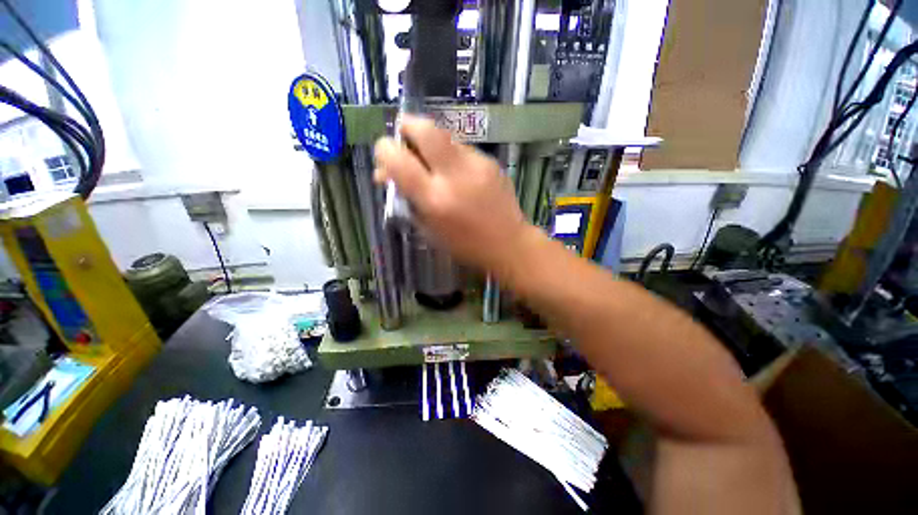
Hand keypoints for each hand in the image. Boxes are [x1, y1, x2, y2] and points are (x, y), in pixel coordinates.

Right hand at [374, 116, 538, 272]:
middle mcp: (454, 176)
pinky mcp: (490, 162)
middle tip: (403, 137)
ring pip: (445, 136)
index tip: (384, 156)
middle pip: (425, 129)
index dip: (383, 150)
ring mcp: (476, 165)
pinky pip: (462, 149)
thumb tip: (388, 175)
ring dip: (431, 143)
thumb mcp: (428, 230)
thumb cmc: (464, 245)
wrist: (508, 243)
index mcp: (434, 199)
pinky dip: (451, 155)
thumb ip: (407, 199)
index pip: (398, 160)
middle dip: (407, 126)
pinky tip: (456, 172)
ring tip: (432, 162)